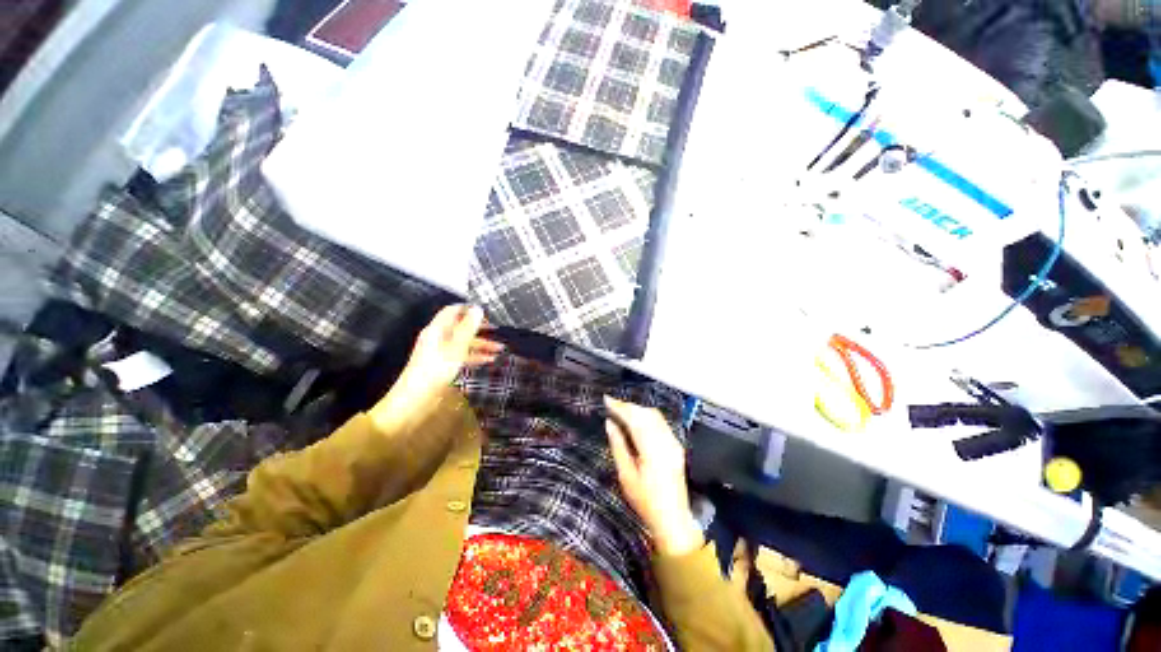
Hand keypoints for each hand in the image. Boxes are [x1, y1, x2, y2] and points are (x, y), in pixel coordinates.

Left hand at [398, 305, 503, 397]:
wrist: (415, 400)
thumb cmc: (435, 371)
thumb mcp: (456, 347)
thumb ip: (468, 328)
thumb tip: (477, 308)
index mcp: (437, 330)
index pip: (453, 310)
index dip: (469, 309)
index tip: (487, 312)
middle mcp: (438, 338)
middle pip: (461, 327)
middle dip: (480, 329)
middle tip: (497, 330)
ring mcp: (440, 352)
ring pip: (464, 343)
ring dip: (482, 344)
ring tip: (499, 349)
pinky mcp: (443, 365)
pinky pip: (462, 355)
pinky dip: (475, 356)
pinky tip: (488, 360)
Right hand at [605, 397, 703, 556]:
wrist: (673, 518)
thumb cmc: (645, 500)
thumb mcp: (626, 475)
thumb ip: (618, 445)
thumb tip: (610, 423)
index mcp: (652, 449)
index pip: (635, 419)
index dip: (620, 407)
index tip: (607, 399)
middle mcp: (666, 441)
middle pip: (646, 413)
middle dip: (628, 406)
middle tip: (611, 405)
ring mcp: (673, 442)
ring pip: (655, 415)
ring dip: (638, 410)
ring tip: (621, 410)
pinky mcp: (676, 445)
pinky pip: (660, 422)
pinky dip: (646, 416)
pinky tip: (636, 420)